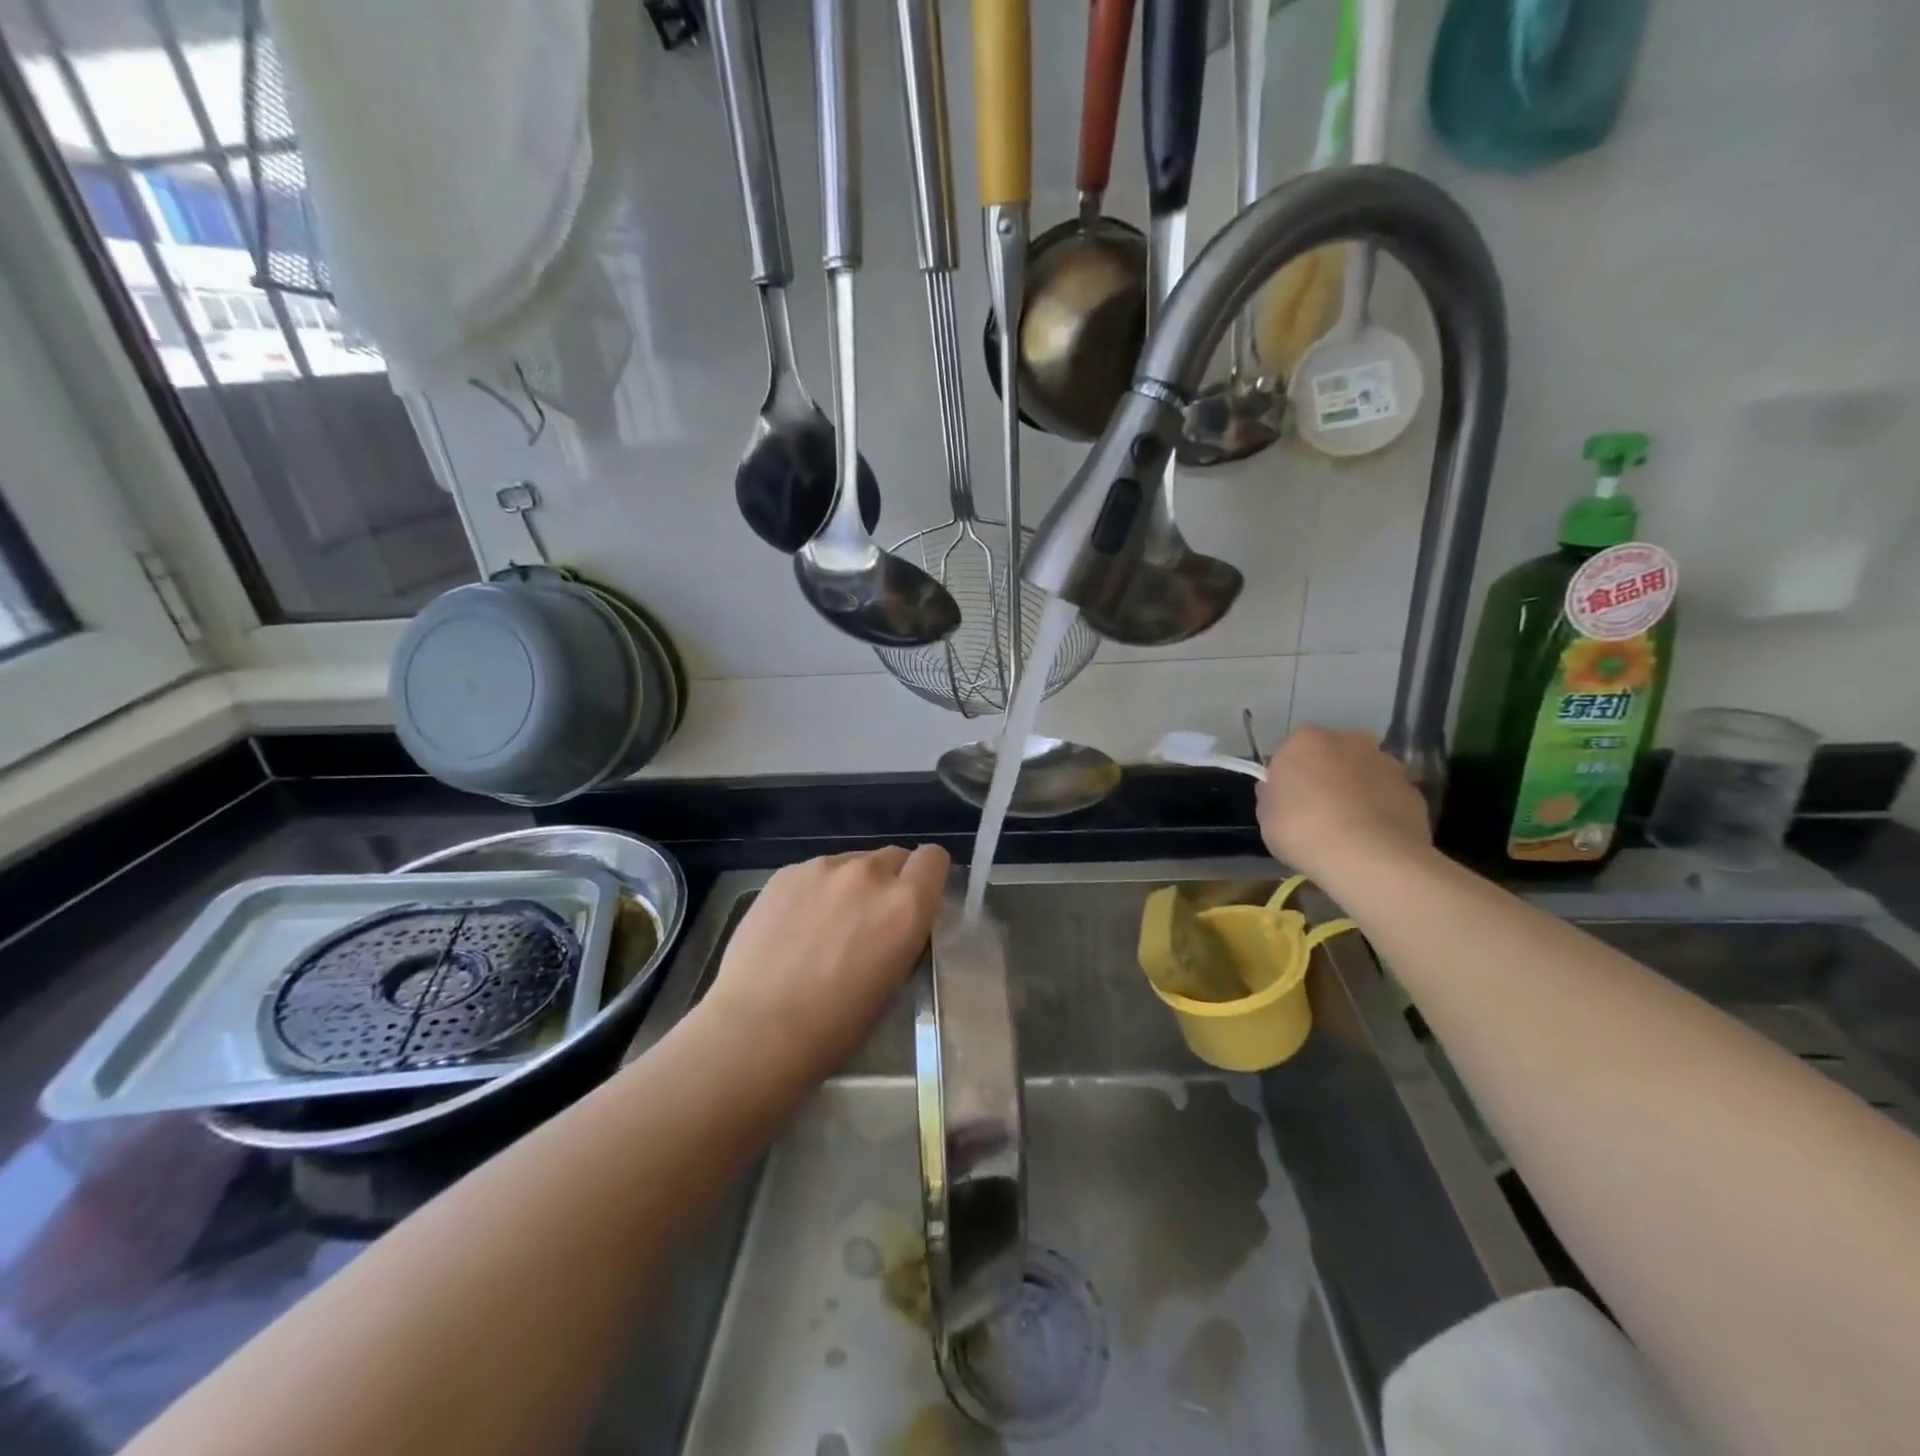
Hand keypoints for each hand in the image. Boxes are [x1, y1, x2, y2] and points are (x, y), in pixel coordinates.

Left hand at [700, 845, 950, 1082]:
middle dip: (889, 882)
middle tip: (868, 920)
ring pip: (853, 863)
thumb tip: (899, 920)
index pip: (934, 858)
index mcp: (906, 904)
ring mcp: (825, 868)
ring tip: (824, 925)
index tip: (916, 900)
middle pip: (894, 856)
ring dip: (850, 885)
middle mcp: (870, 873)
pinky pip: (816, 872)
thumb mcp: (895, 981)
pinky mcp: (787, 872)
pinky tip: (793, 926)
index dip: (927, 877)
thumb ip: (905, 934)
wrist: (758, 1029)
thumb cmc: (836, 1025)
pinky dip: (815, 891)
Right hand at [1257, 726, 1431, 882]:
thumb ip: (1274, 794)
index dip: (1288, 777)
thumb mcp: (1266, 814)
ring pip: (1364, 774)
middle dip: (1326, 777)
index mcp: (1305, 739)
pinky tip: (1372, 840)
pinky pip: (1388, 798)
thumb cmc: (1302, 829)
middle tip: (1316, 812)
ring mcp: (1387, 763)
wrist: (1368, 856)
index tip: (1286, 802)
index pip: (1291, 752)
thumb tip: (1282, 791)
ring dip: (1356, 792)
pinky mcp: (1415, 791)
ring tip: (1348, 830)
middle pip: (1332, 756)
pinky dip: (1380, 812)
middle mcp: (1349, 740)